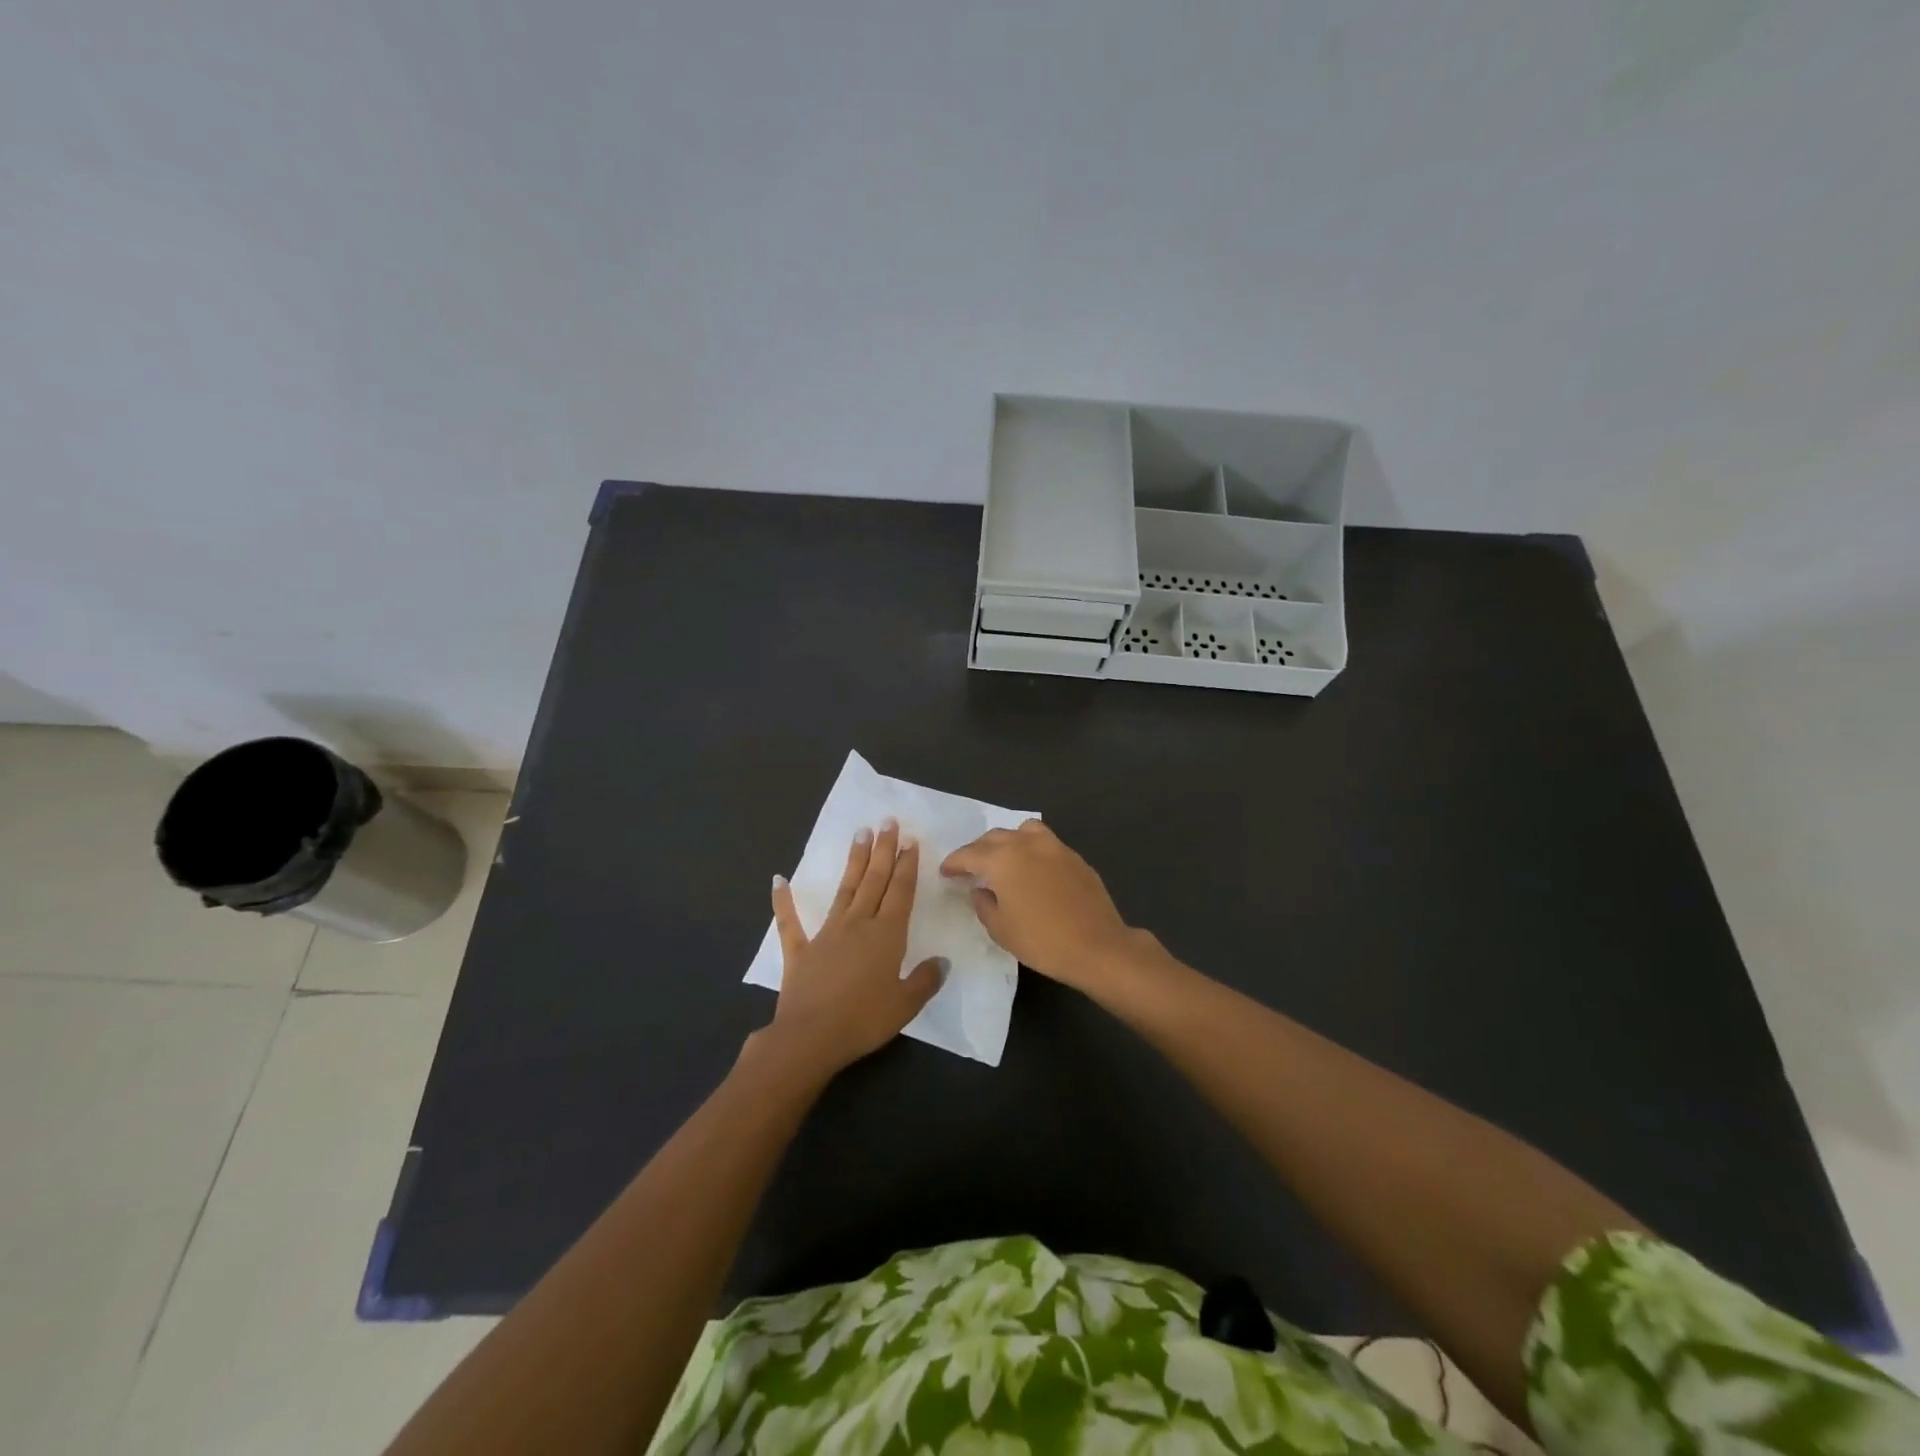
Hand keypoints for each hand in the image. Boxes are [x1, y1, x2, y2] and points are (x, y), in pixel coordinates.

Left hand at [760, 820, 944, 1077]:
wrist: (810, 1037)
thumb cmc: (864, 1020)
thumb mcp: (905, 1004)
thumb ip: (925, 980)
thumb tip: (941, 962)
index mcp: (886, 936)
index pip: (900, 892)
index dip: (907, 866)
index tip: (910, 840)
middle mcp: (858, 925)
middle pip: (874, 881)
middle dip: (883, 850)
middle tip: (887, 822)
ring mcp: (826, 934)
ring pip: (844, 890)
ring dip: (854, 862)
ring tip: (860, 834)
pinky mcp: (800, 950)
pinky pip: (790, 922)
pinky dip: (783, 901)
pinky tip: (778, 880)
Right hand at [940, 820, 1141, 992]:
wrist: (1098, 946)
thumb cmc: (1042, 941)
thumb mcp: (1000, 929)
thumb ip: (983, 904)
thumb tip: (981, 890)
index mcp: (1003, 859)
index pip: (969, 854)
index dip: (954, 863)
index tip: (945, 871)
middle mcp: (1027, 844)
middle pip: (995, 837)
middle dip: (978, 850)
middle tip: (970, 867)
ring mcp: (1055, 847)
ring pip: (1023, 831)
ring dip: (1008, 841)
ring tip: (1004, 860)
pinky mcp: (1075, 857)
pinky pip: (1045, 844)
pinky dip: (1032, 850)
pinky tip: (1033, 871)